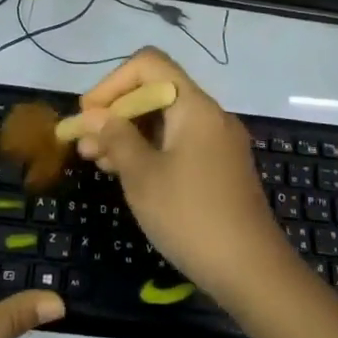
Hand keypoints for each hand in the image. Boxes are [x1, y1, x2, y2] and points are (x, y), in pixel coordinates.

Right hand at [74, 49, 288, 301]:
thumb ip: (116, 137)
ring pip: (165, 120)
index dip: (112, 83)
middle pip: (156, 90)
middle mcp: (210, 114)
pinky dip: (150, 149)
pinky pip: (178, 142)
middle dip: (116, 112)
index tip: (88, 115)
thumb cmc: (191, 217)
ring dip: (129, 133)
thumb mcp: (142, 176)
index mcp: (194, 106)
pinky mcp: (220, 167)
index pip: (148, 64)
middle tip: (85, 144)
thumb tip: (94, 114)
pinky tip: (127, 174)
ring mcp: (218, 141)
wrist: (252, 272)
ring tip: (97, 162)